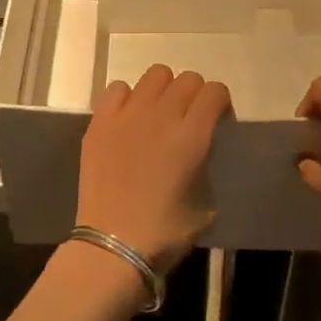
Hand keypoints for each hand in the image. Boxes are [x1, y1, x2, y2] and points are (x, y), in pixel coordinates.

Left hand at [75, 65, 229, 275]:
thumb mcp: (206, 204)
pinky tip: (128, 120)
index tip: (217, 121)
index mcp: (192, 136)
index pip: (215, 91)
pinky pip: (118, 88)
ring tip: (158, 114)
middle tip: (188, 120)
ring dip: (163, 90)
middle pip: (187, 79)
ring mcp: (127, 115)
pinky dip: (128, 97)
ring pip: (155, 75)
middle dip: (195, 95)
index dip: (220, 103)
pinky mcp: (100, 121)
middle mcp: (161, 116)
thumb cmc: (165, 233)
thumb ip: (205, 166)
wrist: (113, 245)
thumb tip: (198, 152)